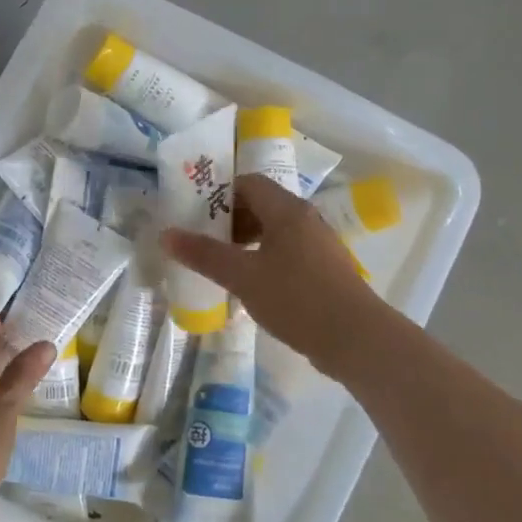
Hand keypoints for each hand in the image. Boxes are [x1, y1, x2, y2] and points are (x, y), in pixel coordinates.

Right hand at [161, 173, 385, 377]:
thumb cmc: (296, 298)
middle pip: (261, 206)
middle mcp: (306, 219)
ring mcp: (319, 245)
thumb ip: (204, 254)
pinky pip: (287, 253)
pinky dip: (264, 260)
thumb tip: (166, 235)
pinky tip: (251, 287)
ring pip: (275, 231)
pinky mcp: (325, 270)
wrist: (356, 339)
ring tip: (222, 265)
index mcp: (287, 211)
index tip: (195, 215)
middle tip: (203, 242)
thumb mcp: (242, 276)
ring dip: (246, 242)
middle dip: (229, 220)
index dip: (219, 194)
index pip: (248, 183)